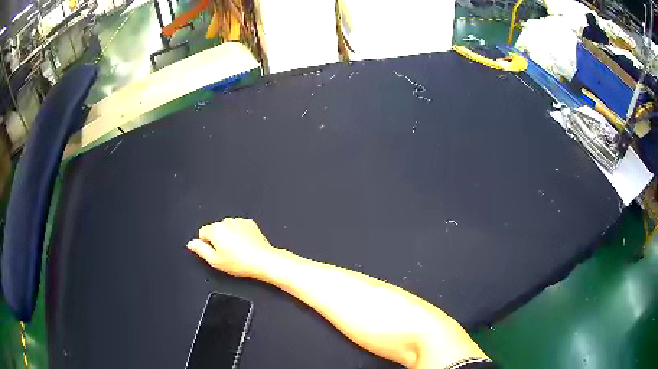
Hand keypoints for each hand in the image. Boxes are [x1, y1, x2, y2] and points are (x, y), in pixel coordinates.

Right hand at [187, 218, 276, 276]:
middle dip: (219, 240)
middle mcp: (226, 222)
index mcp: (215, 229)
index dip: (207, 245)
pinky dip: (240, 234)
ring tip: (238, 251)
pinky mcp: (250, 223)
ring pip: (228, 228)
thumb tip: (191, 243)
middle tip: (227, 254)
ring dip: (229, 236)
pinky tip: (245, 246)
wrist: (262, 260)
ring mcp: (239, 221)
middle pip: (215, 229)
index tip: (216, 253)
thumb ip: (200, 250)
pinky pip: (239, 227)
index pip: (202, 233)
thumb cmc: (240, 262)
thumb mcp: (215, 261)